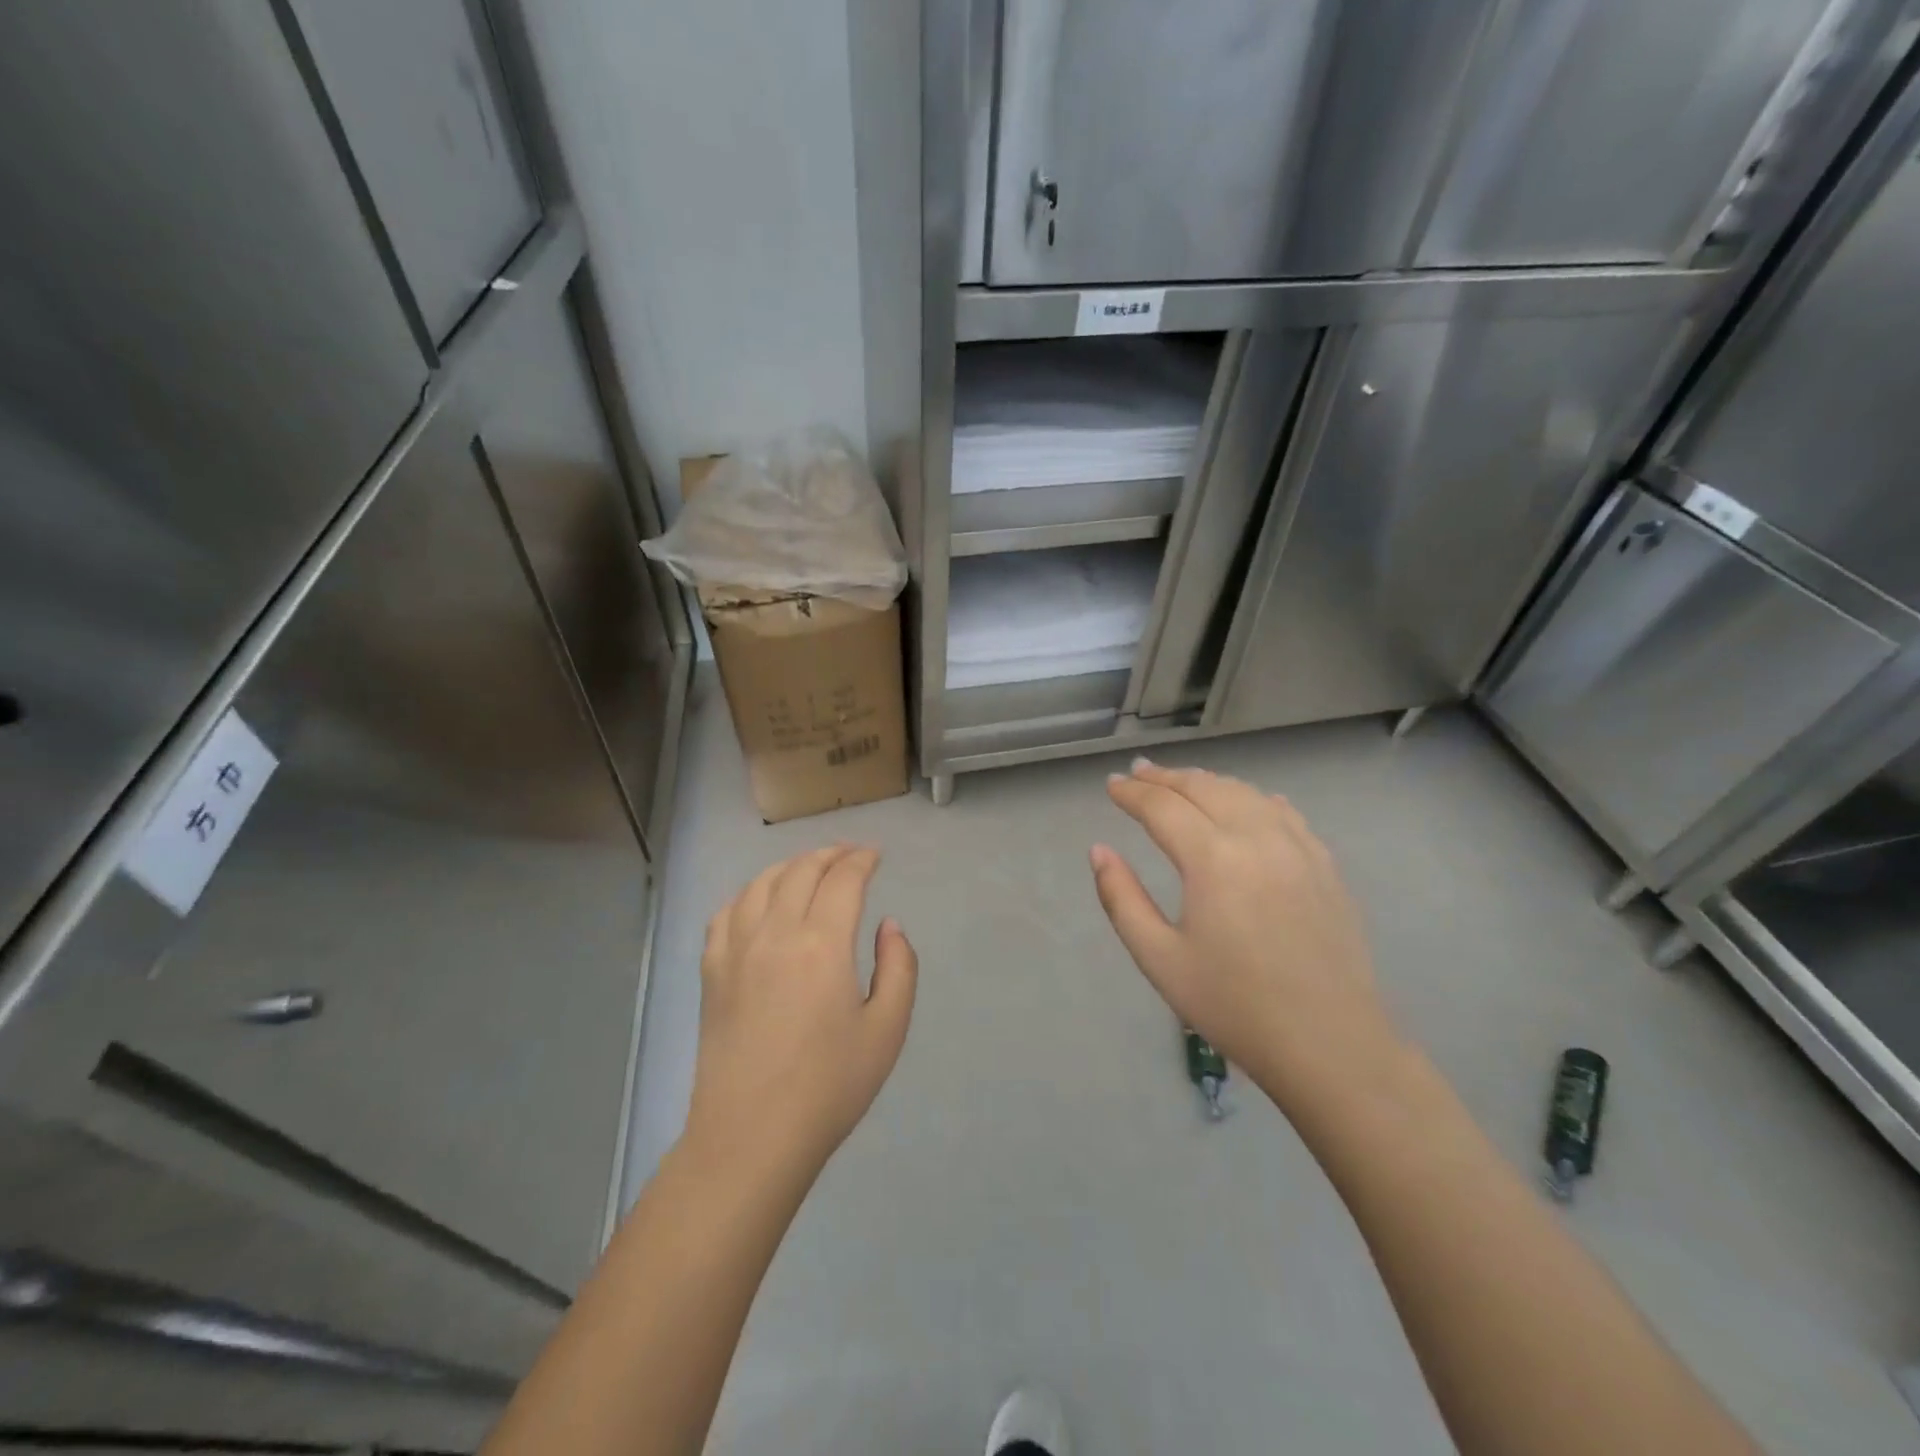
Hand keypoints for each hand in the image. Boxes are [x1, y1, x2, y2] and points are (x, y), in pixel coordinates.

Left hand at [686, 845, 917, 1181]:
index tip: (875, 856)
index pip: (843, 879)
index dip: (861, 860)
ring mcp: (736, 950)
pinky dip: (748, 894)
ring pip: (761, 884)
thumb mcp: (888, 1029)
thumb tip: (887, 926)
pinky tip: (758, 902)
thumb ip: (898, 967)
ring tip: (808, 868)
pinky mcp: (711, 972)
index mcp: (822, 944)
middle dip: (830, 854)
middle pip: (801, 871)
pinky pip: (726, 913)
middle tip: (850, 855)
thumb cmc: (830, 1087)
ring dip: (790, 866)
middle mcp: (775, 933)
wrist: (751, 1137)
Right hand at [1090, 760, 1403, 1117]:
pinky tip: (1245, 804)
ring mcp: (1298, 847)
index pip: (1162, 807)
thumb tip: (1099, 850)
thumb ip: (1121, 898)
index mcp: (1212, 859)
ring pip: (1244, 793)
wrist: (1329, 1044)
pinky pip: (1283, 813)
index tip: (1110, 785)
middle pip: (1204, 787)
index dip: (1131, 793)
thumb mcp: (1159, 958)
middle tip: (1138, 772)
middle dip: (1165, 777)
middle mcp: (1256, 837)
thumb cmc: (1233, 1005)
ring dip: (1206, 782)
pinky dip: (1252, 798)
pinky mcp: (1324, 864)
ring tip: (1181, 782)